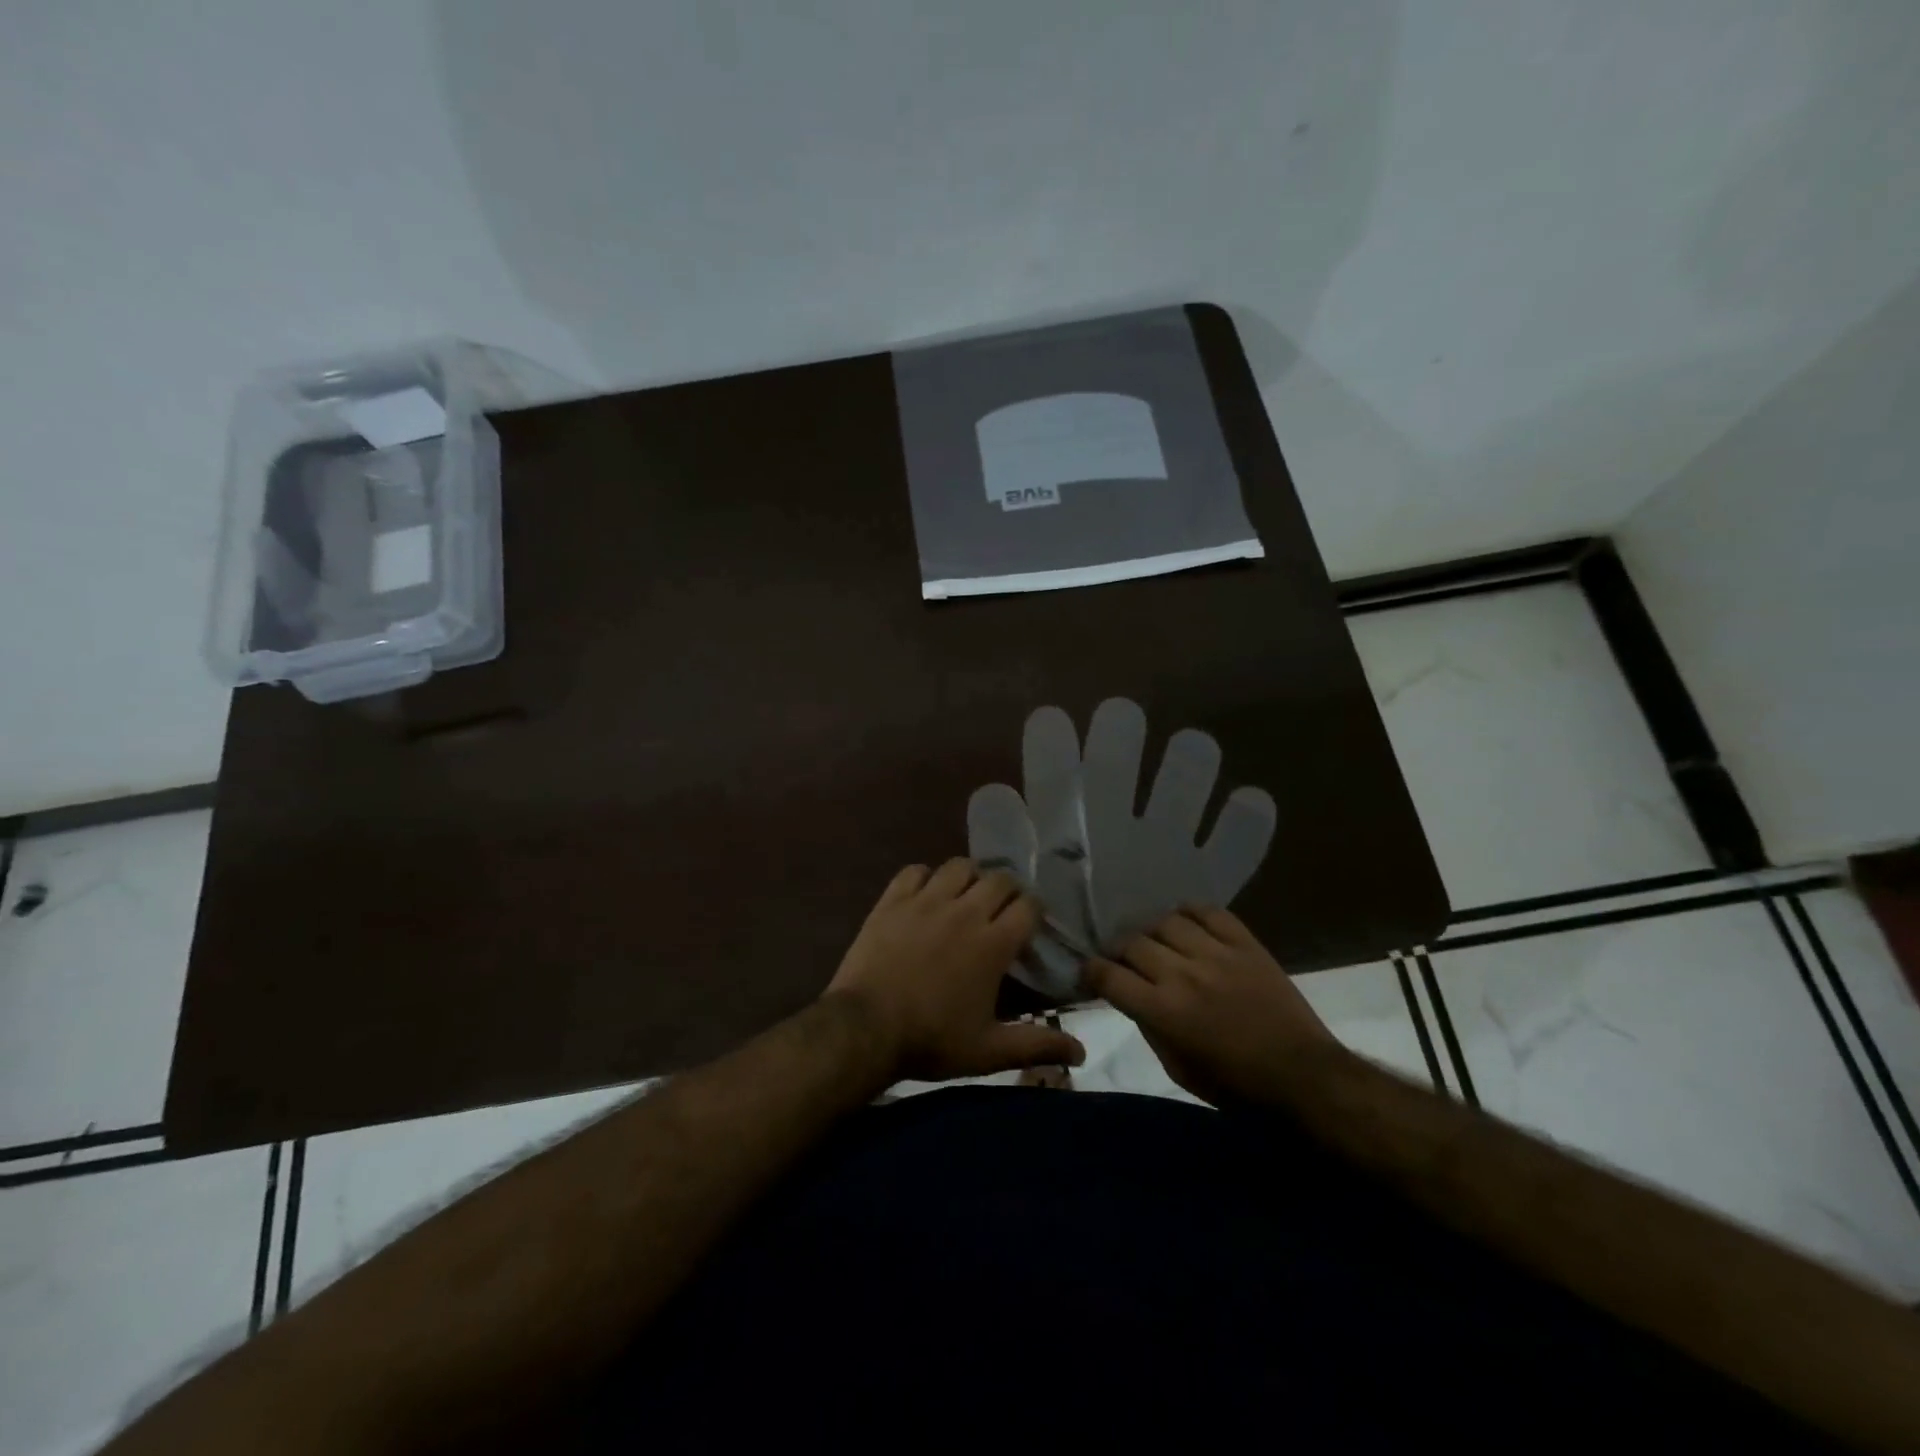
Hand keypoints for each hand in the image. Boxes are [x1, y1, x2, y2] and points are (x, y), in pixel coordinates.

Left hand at [825, 859, 1084, 1081]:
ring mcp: (926, 901)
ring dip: (969, 877)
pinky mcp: (893, 900)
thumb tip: (1082, 1053)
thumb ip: (1036, 1046)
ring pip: (959, 866)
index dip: (1034, 912)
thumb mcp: (988, 1051)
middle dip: (1007, 891)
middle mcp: (965, 911)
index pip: (1028, 906)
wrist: (866, 1028)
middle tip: (1000, 912)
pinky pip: (915, 871)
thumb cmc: (931, 1040)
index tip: (1029, 927)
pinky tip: (925, 895)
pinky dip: (925, 877)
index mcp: (993, 943)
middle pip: (999, 879)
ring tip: (965, 896)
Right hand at [1082, 906, 1337, 1105]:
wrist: (1304, 1076)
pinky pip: (1209, 912)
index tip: (1091, 973)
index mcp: (1163, 1011)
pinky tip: (1186, 923)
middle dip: (1119, 951)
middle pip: (1132, 943)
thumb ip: (1149, 1028)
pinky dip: (1190, 912)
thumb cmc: (1237, 1086)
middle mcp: (1183, 975)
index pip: (1108, 975)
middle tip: (1123, 960)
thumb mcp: (1179, 1070)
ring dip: (1153, 932)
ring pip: (1166, 922)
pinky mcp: (1245, 943)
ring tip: (1157, 942)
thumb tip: (1130, 997)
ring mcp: (1216, 954)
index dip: (1091, 971)